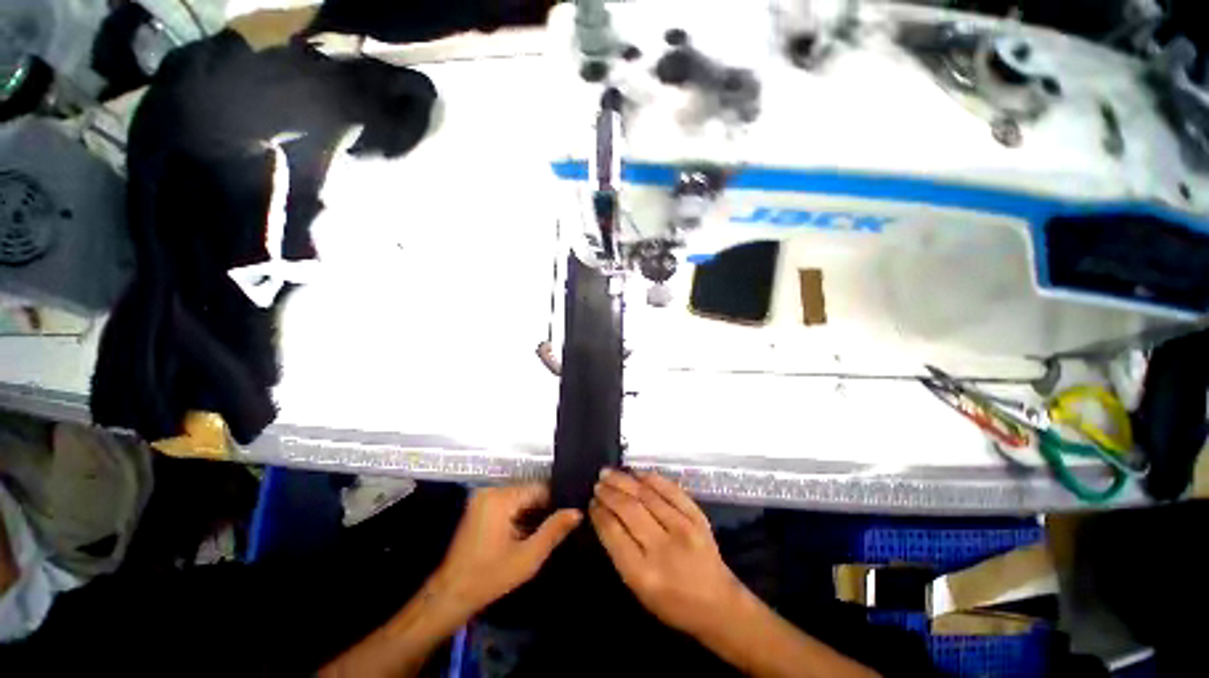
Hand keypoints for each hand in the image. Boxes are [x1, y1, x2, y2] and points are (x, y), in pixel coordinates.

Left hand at [429, 483, 580, 620]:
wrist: (450, 594)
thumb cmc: (490, 576)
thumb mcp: (528, 557)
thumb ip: (554, 531)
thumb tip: (577, 511)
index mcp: (501, 498)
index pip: (539, 488)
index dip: (555, 503)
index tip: (566, 518)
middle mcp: (491, 490)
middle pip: (529, 492)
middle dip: (543, 509)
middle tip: (555, 529)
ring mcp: (482, 497)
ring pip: (520, 498)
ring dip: (531, 513)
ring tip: (542, 532)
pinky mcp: (479, 506)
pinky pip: (508, 503)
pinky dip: (518, 515)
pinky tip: (525, 534)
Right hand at [590, 470, 745, 638]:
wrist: (719, 605)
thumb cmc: (673, 604)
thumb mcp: (639, 590)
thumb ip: (621, 554)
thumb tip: (605, 518)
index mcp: (644, 574)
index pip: (614, 533)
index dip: (599, 514)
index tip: (591, 502)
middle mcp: (663, 548)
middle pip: (629, 509)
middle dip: (609, 493)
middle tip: (598, 483)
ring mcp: (683, 529)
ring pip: (647, 495)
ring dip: (624, 481)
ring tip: (609, 473)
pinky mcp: (698, 517)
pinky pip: (671, 490)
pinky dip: (652, 478)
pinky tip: (637, 473)